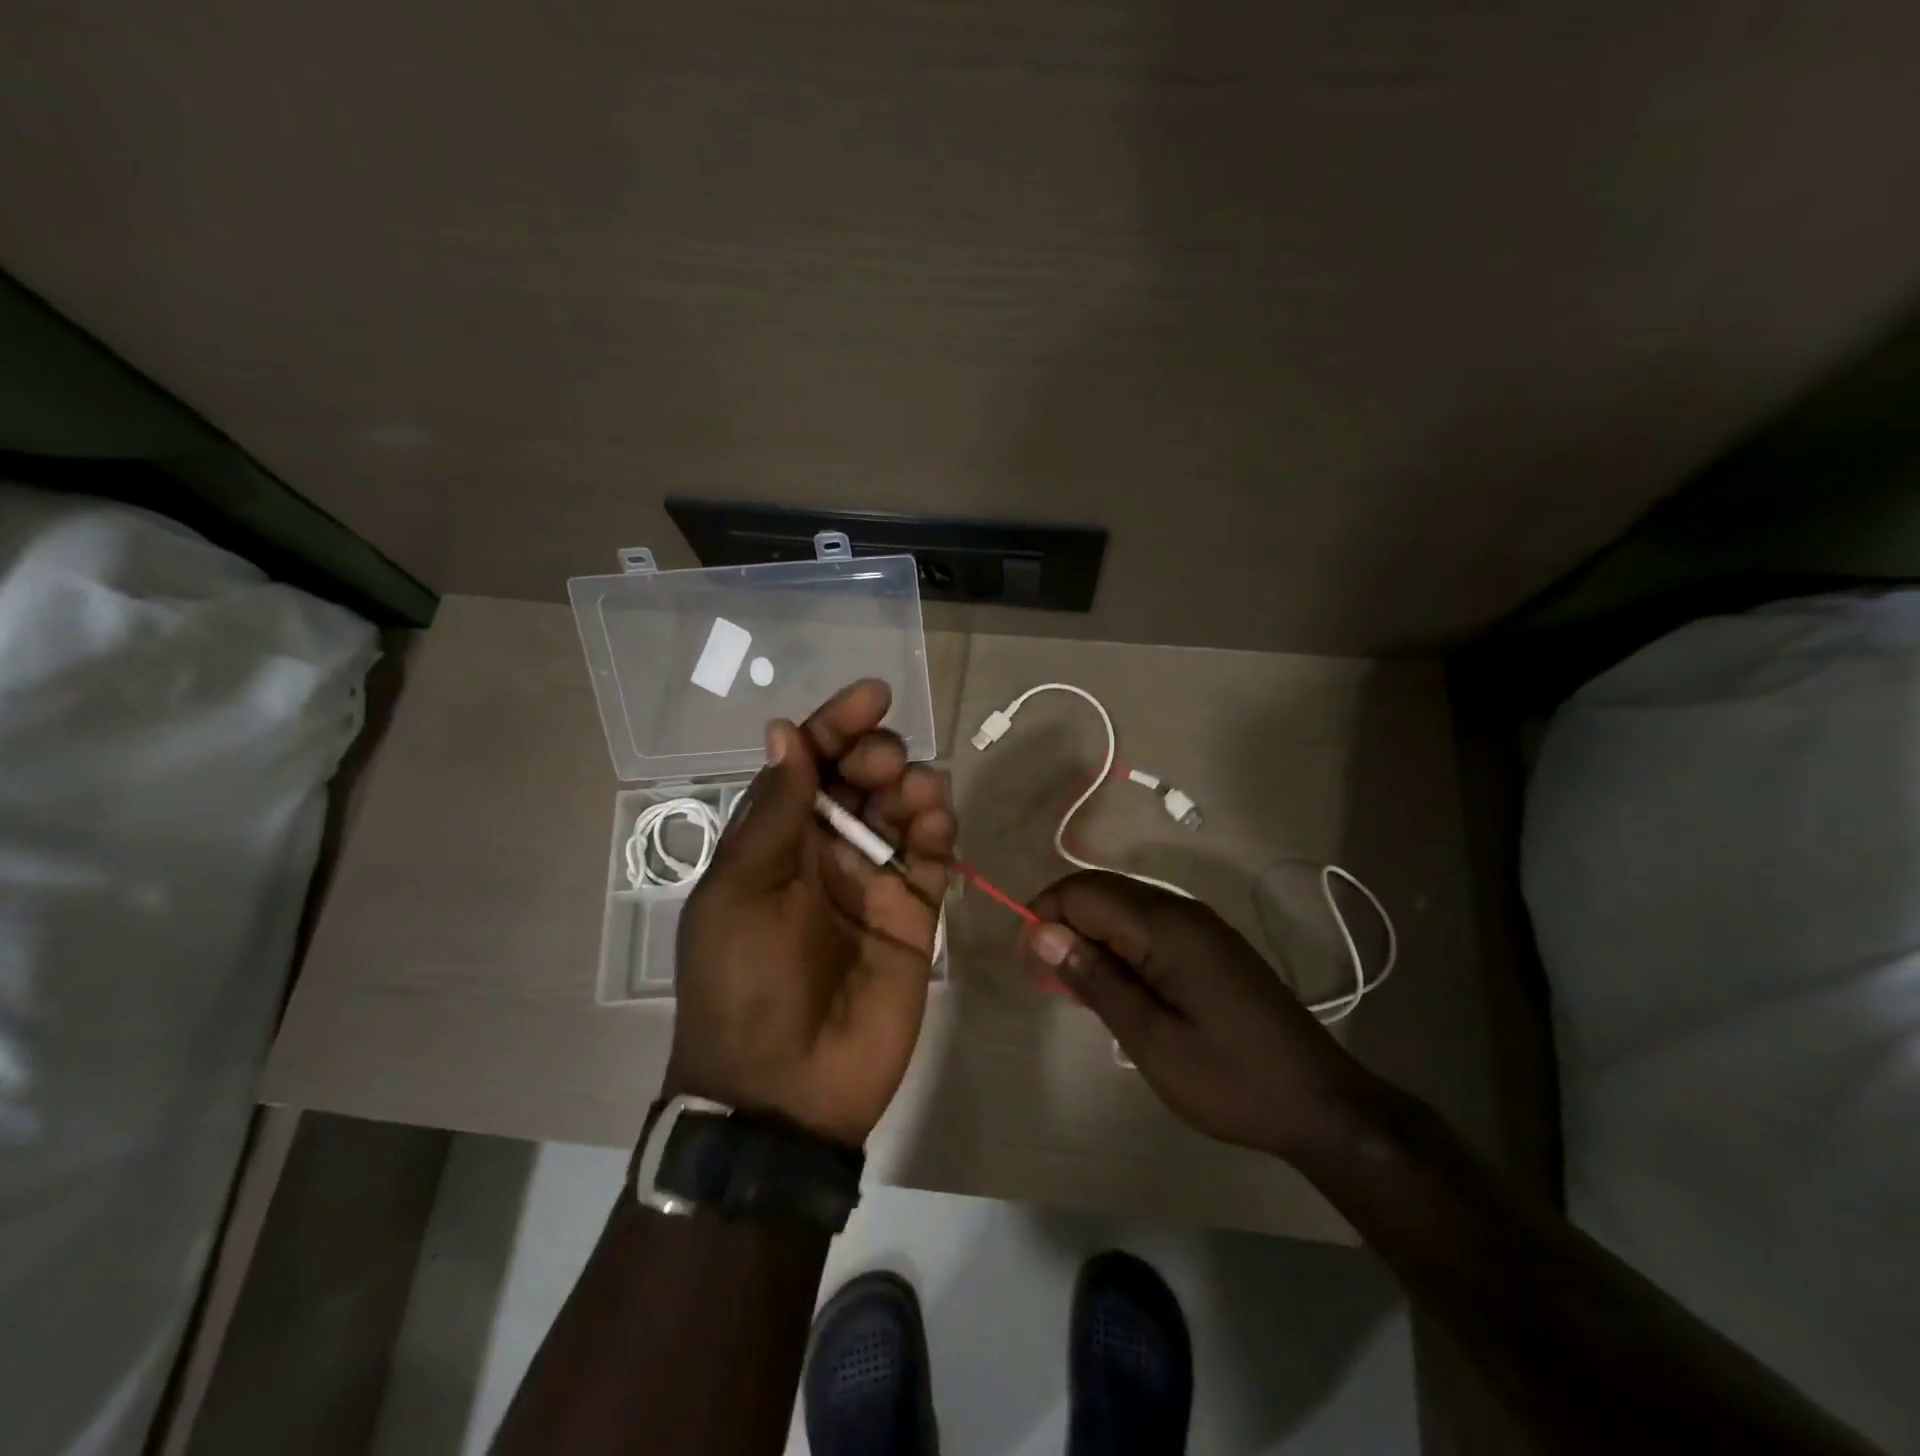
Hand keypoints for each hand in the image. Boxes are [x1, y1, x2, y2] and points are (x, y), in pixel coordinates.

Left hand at [667, 680, 953, 1148]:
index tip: (874, 694)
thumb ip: (773, 812)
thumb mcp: (741, 891)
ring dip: (915, 785)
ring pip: (904, 809)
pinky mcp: (914, 914)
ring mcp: (873, 881)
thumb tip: (784, 731)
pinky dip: (939, 831)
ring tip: (916, 793)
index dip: (837, 724)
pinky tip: (935, 824)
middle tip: (884, 765)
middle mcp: (826, 851)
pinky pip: (933, 857)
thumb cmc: (745, 983)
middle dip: (877, 753)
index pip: (809, 763)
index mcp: (776, 839)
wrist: (784, 1090)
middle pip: (862, 778)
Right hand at [1022, 871, 1368, 1157]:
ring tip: (1076, 984)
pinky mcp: (1210, 944)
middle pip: (1102, 889)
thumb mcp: (1152, 1040)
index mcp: (1166, 927)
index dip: (1045, 916)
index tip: (1029, 964)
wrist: (1322, 1103)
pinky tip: (1116, 984)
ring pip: (1123, 905)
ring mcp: (1200, 925)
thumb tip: (1040, 933)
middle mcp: (1182, 910)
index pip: (1084, 892)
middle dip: (1062, 921)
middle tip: (1046, 976)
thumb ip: (1096, 980)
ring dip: (1089, 932)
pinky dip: (1118, 943)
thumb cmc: (1230, 1080)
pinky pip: (1147, 923)